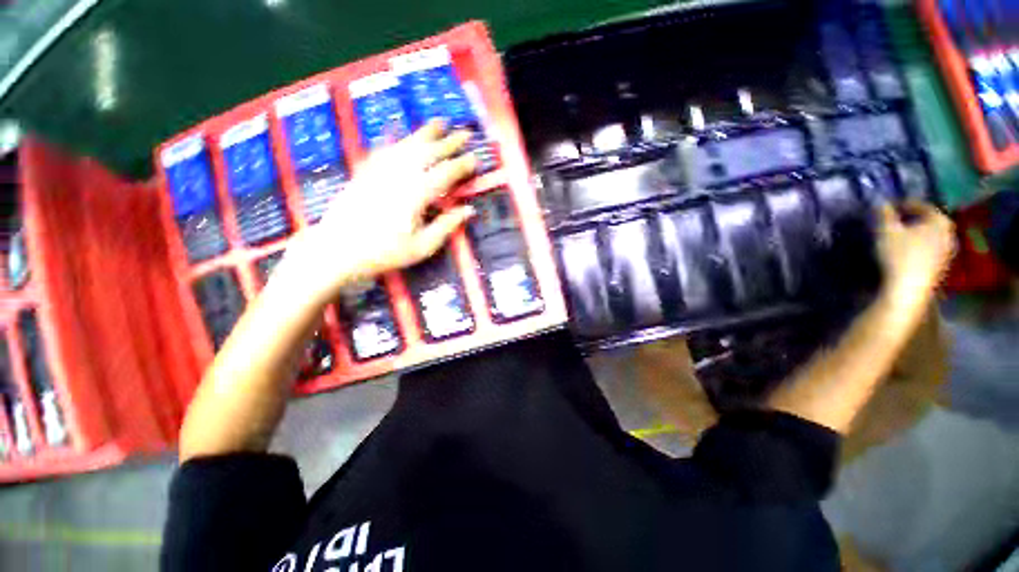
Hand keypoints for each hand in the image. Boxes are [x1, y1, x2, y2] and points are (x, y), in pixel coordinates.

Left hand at [277, 120, 477, 302]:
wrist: (338, 249)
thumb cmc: (385, 252)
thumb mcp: (423, 246)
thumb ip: (446, 226)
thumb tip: (468, 210)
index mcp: (417, 194)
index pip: (446, 173)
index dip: (463, 165)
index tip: (476, 159)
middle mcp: (400, 175)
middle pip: (428, 152)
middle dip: (449, 142)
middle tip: (464, 133)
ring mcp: (380, 170)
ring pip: (407, 144)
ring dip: (425, 133)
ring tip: (439, 122)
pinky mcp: (365, 171)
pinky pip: (383, 149)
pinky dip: (395, 140)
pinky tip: (398, 134)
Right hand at [876, 201, 954, 317]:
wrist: (909, 288)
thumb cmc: (899, 255)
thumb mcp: (886, 231)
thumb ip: (884, 215)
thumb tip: (881, 202)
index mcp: (940, 220)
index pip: (922, 205)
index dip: (904, 204)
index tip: (889, 207)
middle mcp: (949, 232)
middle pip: (929, 221)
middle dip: (913, 219)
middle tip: (894, 221)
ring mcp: (948, 250)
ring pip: (930, 235)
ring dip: (916, 233)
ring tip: (899, 236)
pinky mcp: (942, 265)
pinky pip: (930, 248)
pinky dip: (919, 245)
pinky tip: (906, 251)